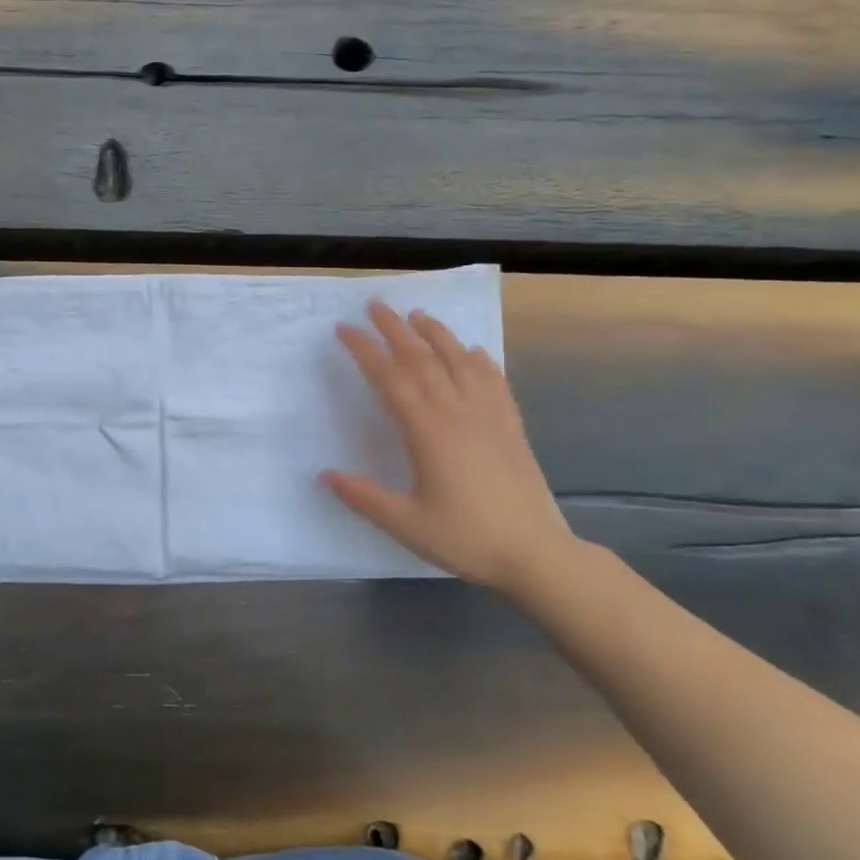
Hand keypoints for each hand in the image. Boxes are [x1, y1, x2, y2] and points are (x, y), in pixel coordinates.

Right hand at [323, 301, 576, 593]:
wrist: (536, 554)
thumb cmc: (466, 538)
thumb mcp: (405, 522)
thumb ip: (363, 496)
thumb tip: (324, 474)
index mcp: (427, 431)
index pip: (390, 377)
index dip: (364, 350)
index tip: (344, 329)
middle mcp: (457, 412)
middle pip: (422, 358)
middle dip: (395, 329)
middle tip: (375, 305)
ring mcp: (488, 416)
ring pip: (460, 361)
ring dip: (437, 334)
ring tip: (418, 315)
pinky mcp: (511, 427)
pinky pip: (494, 381)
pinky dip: (480, 360)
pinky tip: (474, 352)